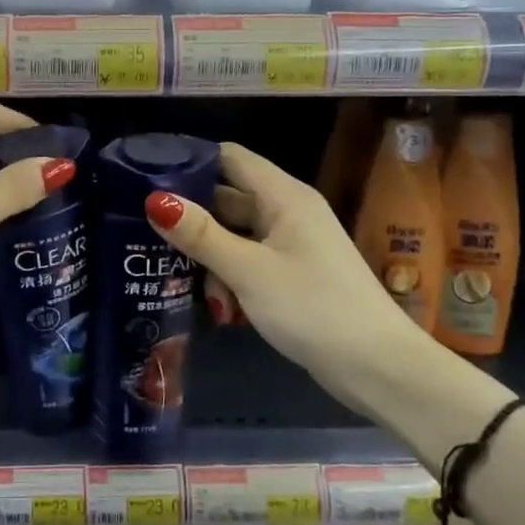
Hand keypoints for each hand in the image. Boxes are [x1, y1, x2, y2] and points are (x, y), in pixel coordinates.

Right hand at [145, 142, 404, 388]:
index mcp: (284, 196)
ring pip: (237, 234)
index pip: (230, 158)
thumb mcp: (247, 271)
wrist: (377, 367)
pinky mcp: (295, 274)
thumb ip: (200, 235)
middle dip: (192, 217)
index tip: (146, 177)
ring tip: (184, 282)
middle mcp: (289, 211)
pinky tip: (219, 305)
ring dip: (211, 255)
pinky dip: (231, 275)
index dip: (190, 161)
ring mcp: (294, 244)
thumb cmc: (311, 308)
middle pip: (229, 197)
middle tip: (146, 233)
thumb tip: (155, 199)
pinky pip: (251, 260)